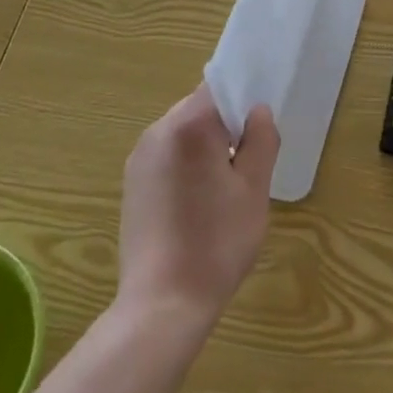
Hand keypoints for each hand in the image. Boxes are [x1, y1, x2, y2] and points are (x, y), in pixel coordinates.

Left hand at [118, 85, 278, 332]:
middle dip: (226, 127)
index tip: (258, 129)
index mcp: (188, 126)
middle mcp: (157, 132)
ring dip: (206, 147)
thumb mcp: (254, 189)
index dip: (243, 101)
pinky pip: (167, 156)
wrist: (162, 304)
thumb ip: (261, 140)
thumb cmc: (217, 242)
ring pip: (183, 133)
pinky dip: (187, 165)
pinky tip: (199, 203)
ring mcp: (139, 158)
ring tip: (225, 188)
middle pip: (199, 109)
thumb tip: (258, 111)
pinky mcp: (132, 184)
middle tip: (248, 163)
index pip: (219, 88)